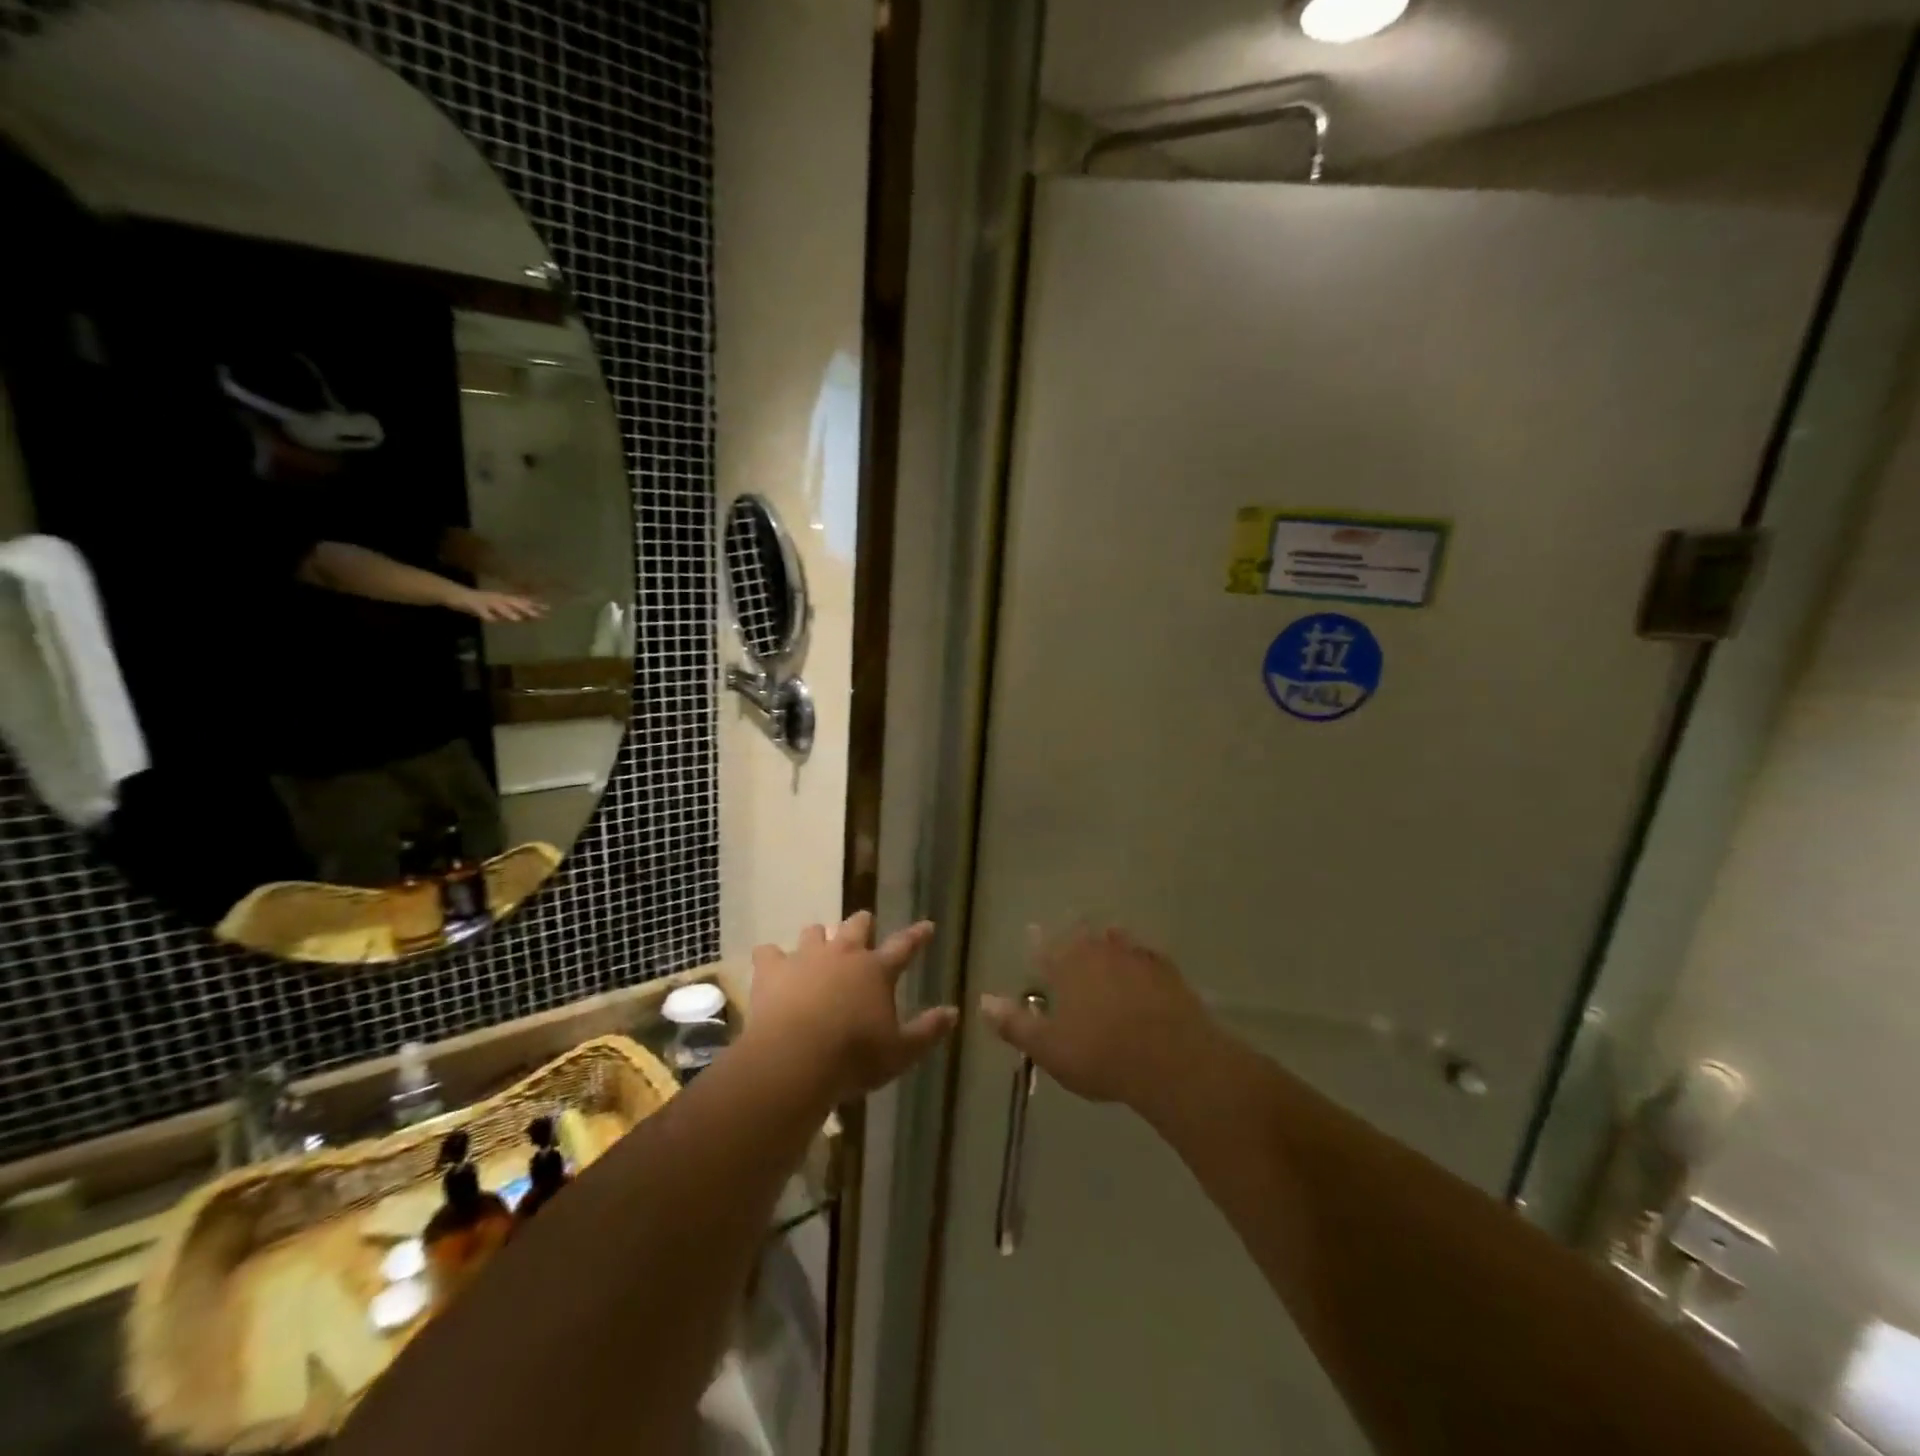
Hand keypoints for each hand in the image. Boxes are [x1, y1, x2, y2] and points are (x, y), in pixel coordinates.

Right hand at [451, 585, 547, 622]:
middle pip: (514, 603)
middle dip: (526, 609)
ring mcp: (486, 601)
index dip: (535, 605)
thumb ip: (514, 612)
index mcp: (505, 599)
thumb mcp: (501, 608)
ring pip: (499, 607)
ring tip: (517, 619)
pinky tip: (491, 620)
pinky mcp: (474, 605)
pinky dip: (487, 615)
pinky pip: (481, 611)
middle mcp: (498, 599)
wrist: (458, 595)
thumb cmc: (482, 603)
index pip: (523, 602)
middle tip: (538, 616)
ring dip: (508, 612)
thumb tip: (531, 618)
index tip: (548, 609)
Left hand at [744, 912, 955, 1105]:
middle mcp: (844, 954)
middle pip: (856, 926)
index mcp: (877, 970)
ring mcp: (806, 958)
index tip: (926, 925)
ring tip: (818, 944)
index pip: (904, 946)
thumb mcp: (901, 1052)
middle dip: (862, 924)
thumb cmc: (854, 1058)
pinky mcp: (772, 970)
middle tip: (864, 925)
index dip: (917, 935)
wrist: (795, 1060)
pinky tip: (770, 964)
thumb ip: (928, 1031)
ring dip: (819, 936)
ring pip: (814, 932)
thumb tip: (954, 1012)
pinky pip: (768, 952)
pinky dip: (771, 957)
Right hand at [980, 927, 1220, 1109]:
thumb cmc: (1101, 1055)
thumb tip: (983, 1001)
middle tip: (1070, 936)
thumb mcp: (1049, 1048)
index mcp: (1067, 966)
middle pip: (1082, 936)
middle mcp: (1099, 951)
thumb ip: (1015, 1024)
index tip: (1033, 932)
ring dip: (1107, 941)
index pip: (1045, 947)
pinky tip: (1142, 965)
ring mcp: (1136, 957)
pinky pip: (1147, 955)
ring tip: (1104, 940)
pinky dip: (1139, 957)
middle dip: (1073, 937)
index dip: (1037, 941)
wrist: (1172, 1060)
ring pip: (1115, 940)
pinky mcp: (1167, 971)